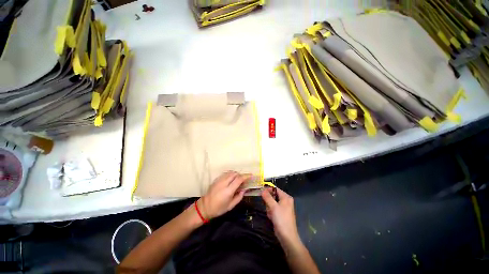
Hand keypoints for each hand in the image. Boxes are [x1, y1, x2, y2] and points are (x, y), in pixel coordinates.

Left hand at [199, 171, 249, 219]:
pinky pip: (225, 174)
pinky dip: (230, 174)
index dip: (246, 176)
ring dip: (236, 174)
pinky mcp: (216, 179)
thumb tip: (244, 189)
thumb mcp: (231, 206)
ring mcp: (219, 180)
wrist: (205, 207)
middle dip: (241, 175)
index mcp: (228, 190)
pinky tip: (231, 180)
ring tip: (238, 180)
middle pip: (235, 173)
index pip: (239, 179)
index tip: (251, 175)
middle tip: (244, 180)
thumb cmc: (219, 208)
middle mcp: (224, 183)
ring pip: (230, 172)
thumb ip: (239, 197)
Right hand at [261, 187, 300, 246]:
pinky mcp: (280, 213)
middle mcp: (285, 201)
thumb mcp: (273, 207)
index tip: (261, 192)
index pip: (275, 189)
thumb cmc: (281, 219)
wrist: (287, 237)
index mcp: (286, 197)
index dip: (268, 189)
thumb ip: (267, 197)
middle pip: (273, 196)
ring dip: (269, 208)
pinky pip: (273, 209)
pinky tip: (271, 217)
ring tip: (270, 214)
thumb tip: (262, 190)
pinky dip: (271, 212)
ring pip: (272, 203)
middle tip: (267, 206)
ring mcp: (283, 207)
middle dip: (268, 201)